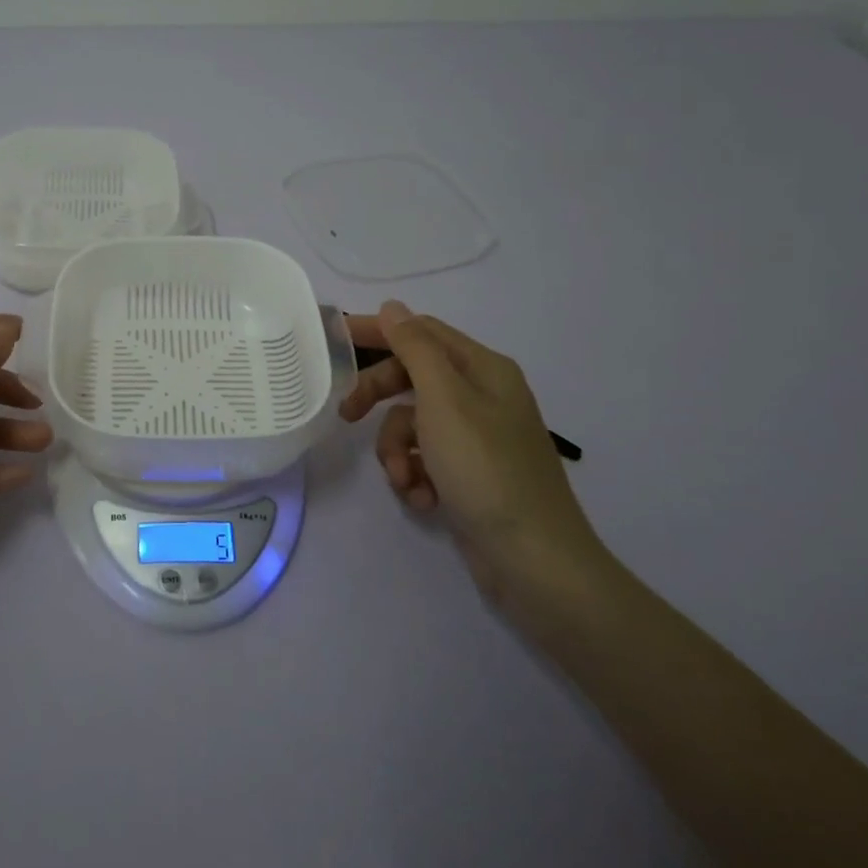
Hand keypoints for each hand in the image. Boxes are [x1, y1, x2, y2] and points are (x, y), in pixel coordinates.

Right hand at [339, 301, 608, 608]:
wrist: (533, 560)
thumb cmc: (485, 468)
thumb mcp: (444, 399)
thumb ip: (415, 348)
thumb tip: (392, 307)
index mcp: (482, 369)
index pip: (421, 332)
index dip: (378, 331)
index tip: (334, 338)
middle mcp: (481, 396)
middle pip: (412, 379)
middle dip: (379, 399)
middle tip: (347, 415)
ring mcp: (476, 437)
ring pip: (412, 424)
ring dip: (396, 451)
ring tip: (405, 481)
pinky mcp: (469, 474)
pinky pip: (425, 459)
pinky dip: (416, 476)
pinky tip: (423, 500)